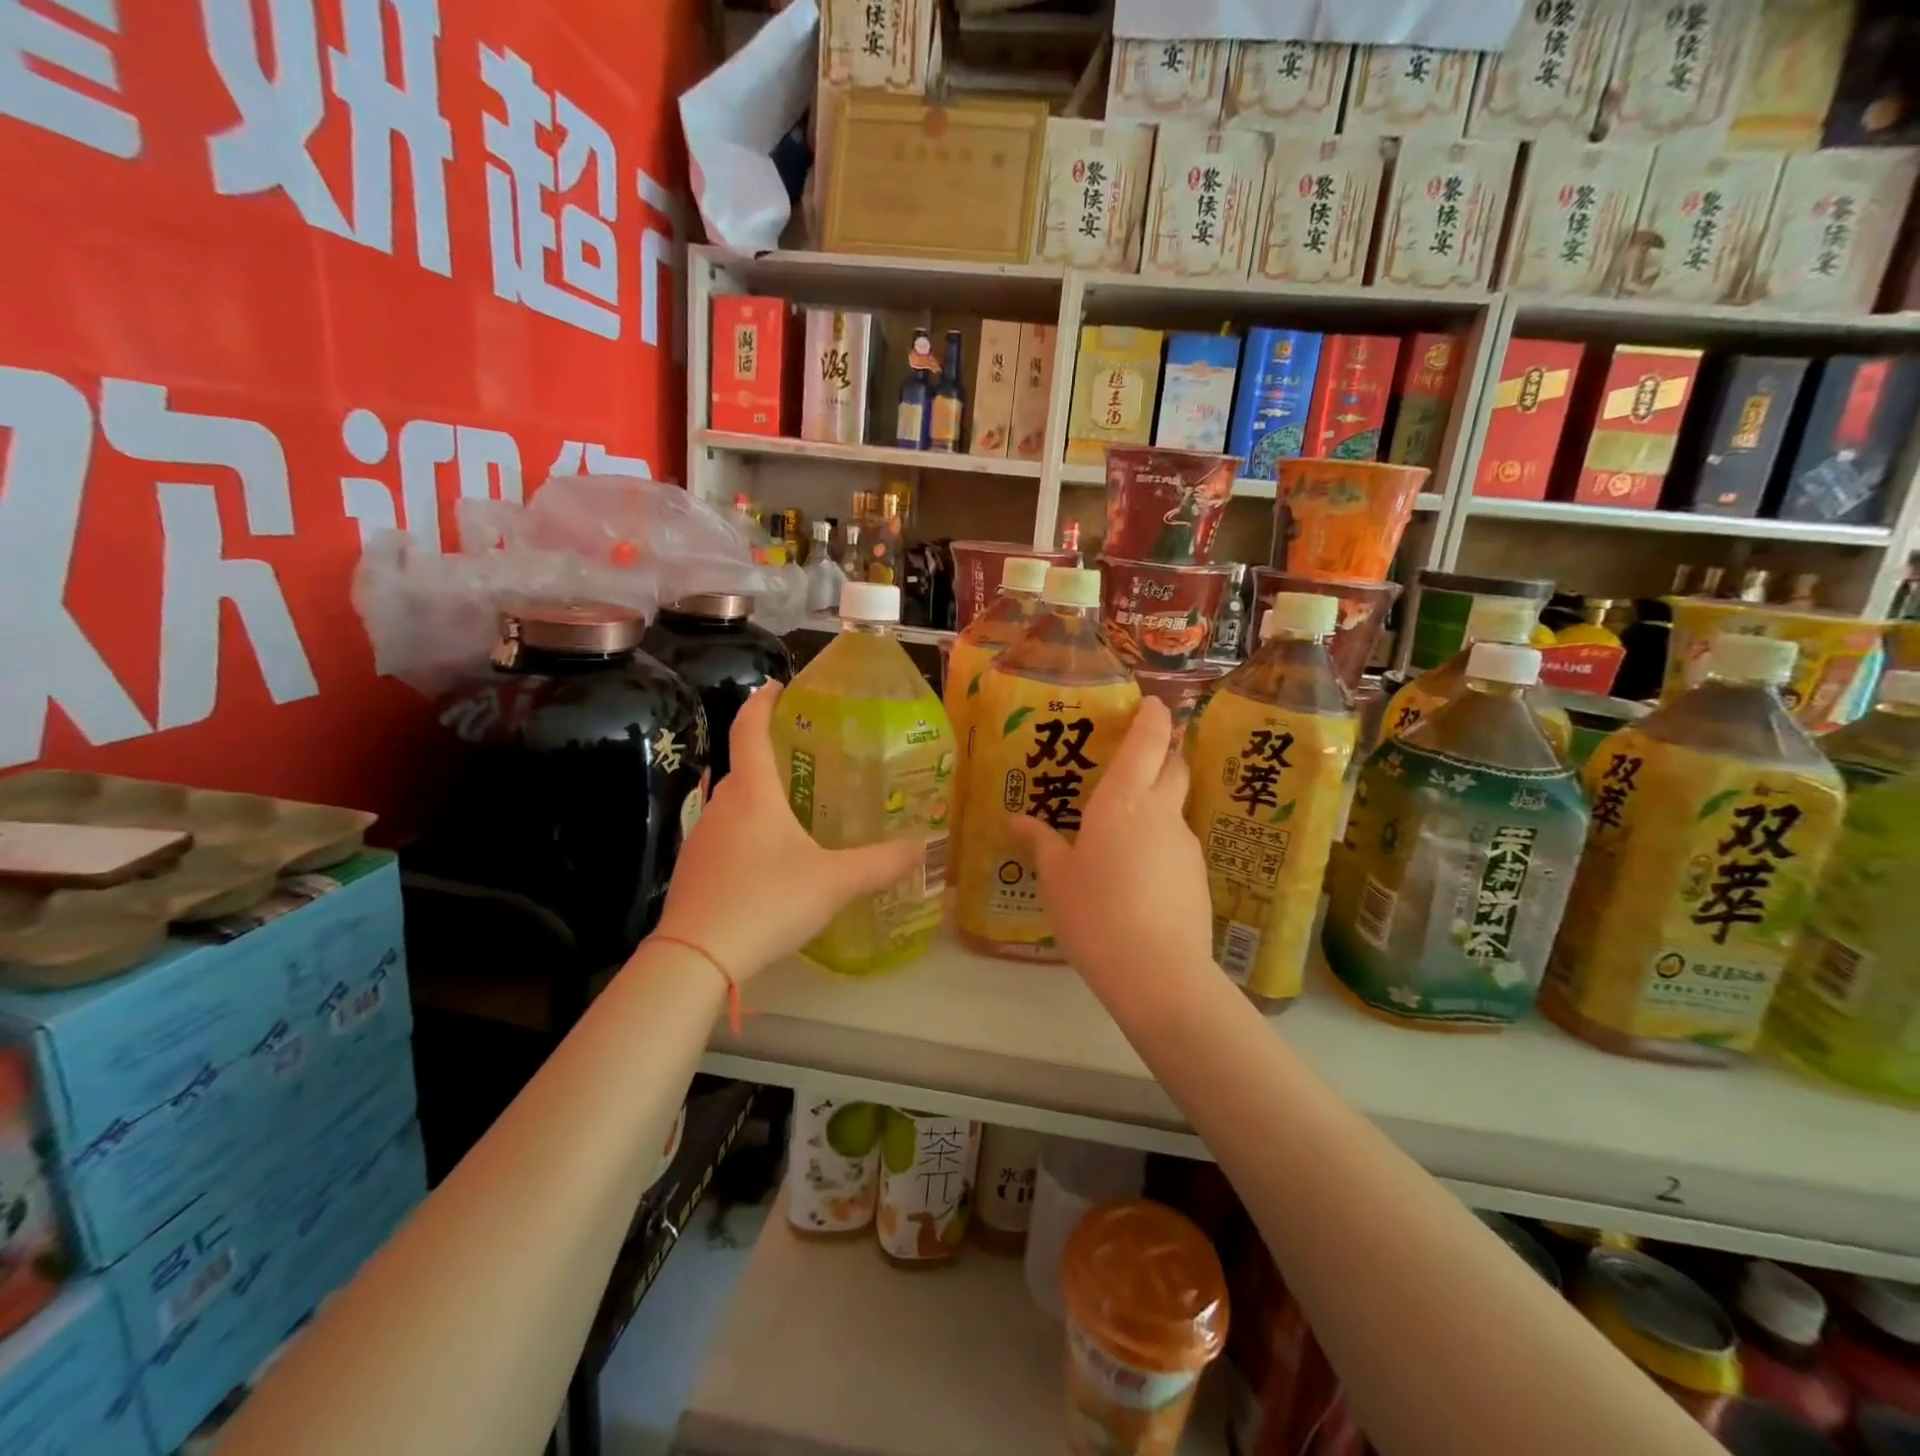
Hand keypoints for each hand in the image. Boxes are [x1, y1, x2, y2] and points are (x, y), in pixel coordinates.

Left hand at [653, 683, 920, 980]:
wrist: (696, 958)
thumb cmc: (767, 901)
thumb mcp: (834, 882)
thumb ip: (880, 864)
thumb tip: (922, 847)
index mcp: (753, 793)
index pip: (750, 729)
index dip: (762, 702)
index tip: (777, 686)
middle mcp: (722, 806)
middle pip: (743, 767)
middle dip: (771, 756)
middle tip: (808, 761)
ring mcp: (701, 839)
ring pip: (733, 805)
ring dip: (759, 799)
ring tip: (795, 812)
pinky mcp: (694, 871)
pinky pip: (724, 837)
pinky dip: (747, 834)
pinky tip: (769, 863)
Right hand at [1008, 697, 1214, 1002]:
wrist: (1157, 973)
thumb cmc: (1094, 913)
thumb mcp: (1056, 879)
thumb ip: (1040, 843)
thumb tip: (1015, 819)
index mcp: (1122, 802)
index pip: (1147, 743)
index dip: (1153, 718)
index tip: (1154, 704)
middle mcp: (1160, 813)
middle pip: (1174, 766)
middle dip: (1164, 752)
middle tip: (1142, 754)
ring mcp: (1185, 845)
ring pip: (1176, 808)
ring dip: (1159, 804)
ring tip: (1126, 830)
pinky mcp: (1198, 876)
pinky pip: (1177, 845)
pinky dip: (1161, 844)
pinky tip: (1139, 875)